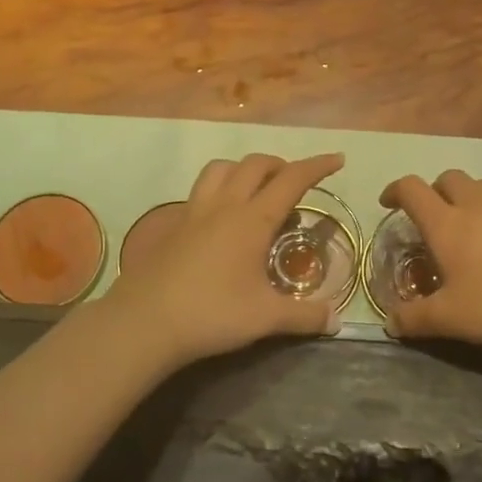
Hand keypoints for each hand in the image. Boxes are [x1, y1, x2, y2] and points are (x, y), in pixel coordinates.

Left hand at [107, 152, 344, 369]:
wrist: (144, 322)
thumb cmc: (211, 314)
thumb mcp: (265, 318)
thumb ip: (304, 316)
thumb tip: (336, 322)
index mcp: (252, 220)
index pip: (292, 180)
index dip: (317, 166)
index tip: (337, 158)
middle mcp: (224, 206)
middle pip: (255, 164)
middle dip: (280, 164)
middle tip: (295, 182)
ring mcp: (193, 212)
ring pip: (221, 168)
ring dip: (244, 169)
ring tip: (256, 189)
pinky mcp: (172, 226)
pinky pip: (199, 191)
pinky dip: (218, 189)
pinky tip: (221, 218)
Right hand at [378, 171, 481, 348]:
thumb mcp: (452, 319)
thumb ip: (415, 319)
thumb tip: (389, 322)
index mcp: (447, 223)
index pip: (411, 189)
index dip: (395, 191)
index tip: (389, 203)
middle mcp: (477, 201)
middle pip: (447, 179)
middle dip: (435, 193)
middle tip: (435, 220)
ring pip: (481, 186)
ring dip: (468, 199)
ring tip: (474, 230)